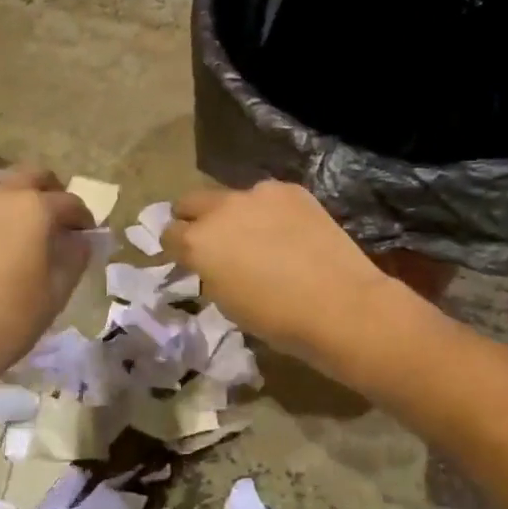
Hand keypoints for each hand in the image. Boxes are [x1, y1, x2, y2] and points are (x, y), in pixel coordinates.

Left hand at [0, 168, 93, 390]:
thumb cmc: (8, 319)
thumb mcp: (56, 290)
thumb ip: (75, 255)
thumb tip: (80, 239)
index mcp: (34, 206)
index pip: (70, 203)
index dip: (83, 221)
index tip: (87, 238)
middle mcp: (0, 192)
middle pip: (35, 177)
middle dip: (52, 195)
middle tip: (59, 225)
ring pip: (4, 183)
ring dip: (22, 197)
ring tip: (28, 231)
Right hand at [161, 181, 405, 371]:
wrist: (339, 303)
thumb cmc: (277, 318)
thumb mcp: (227, 302)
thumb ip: (210, 271)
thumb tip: (214, 261)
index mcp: (197, 241)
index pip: (169, 234)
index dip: (176, 248)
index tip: (187, 259)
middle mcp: (221, 208)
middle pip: (191, 202)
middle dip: (193, 218)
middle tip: (211, 240)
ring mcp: (258, 193)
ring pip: (232, 197)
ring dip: (235, 214)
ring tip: (259, 237)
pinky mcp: (291, 190)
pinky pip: (267, 197)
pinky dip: (269, 211)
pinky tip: (288, 233)